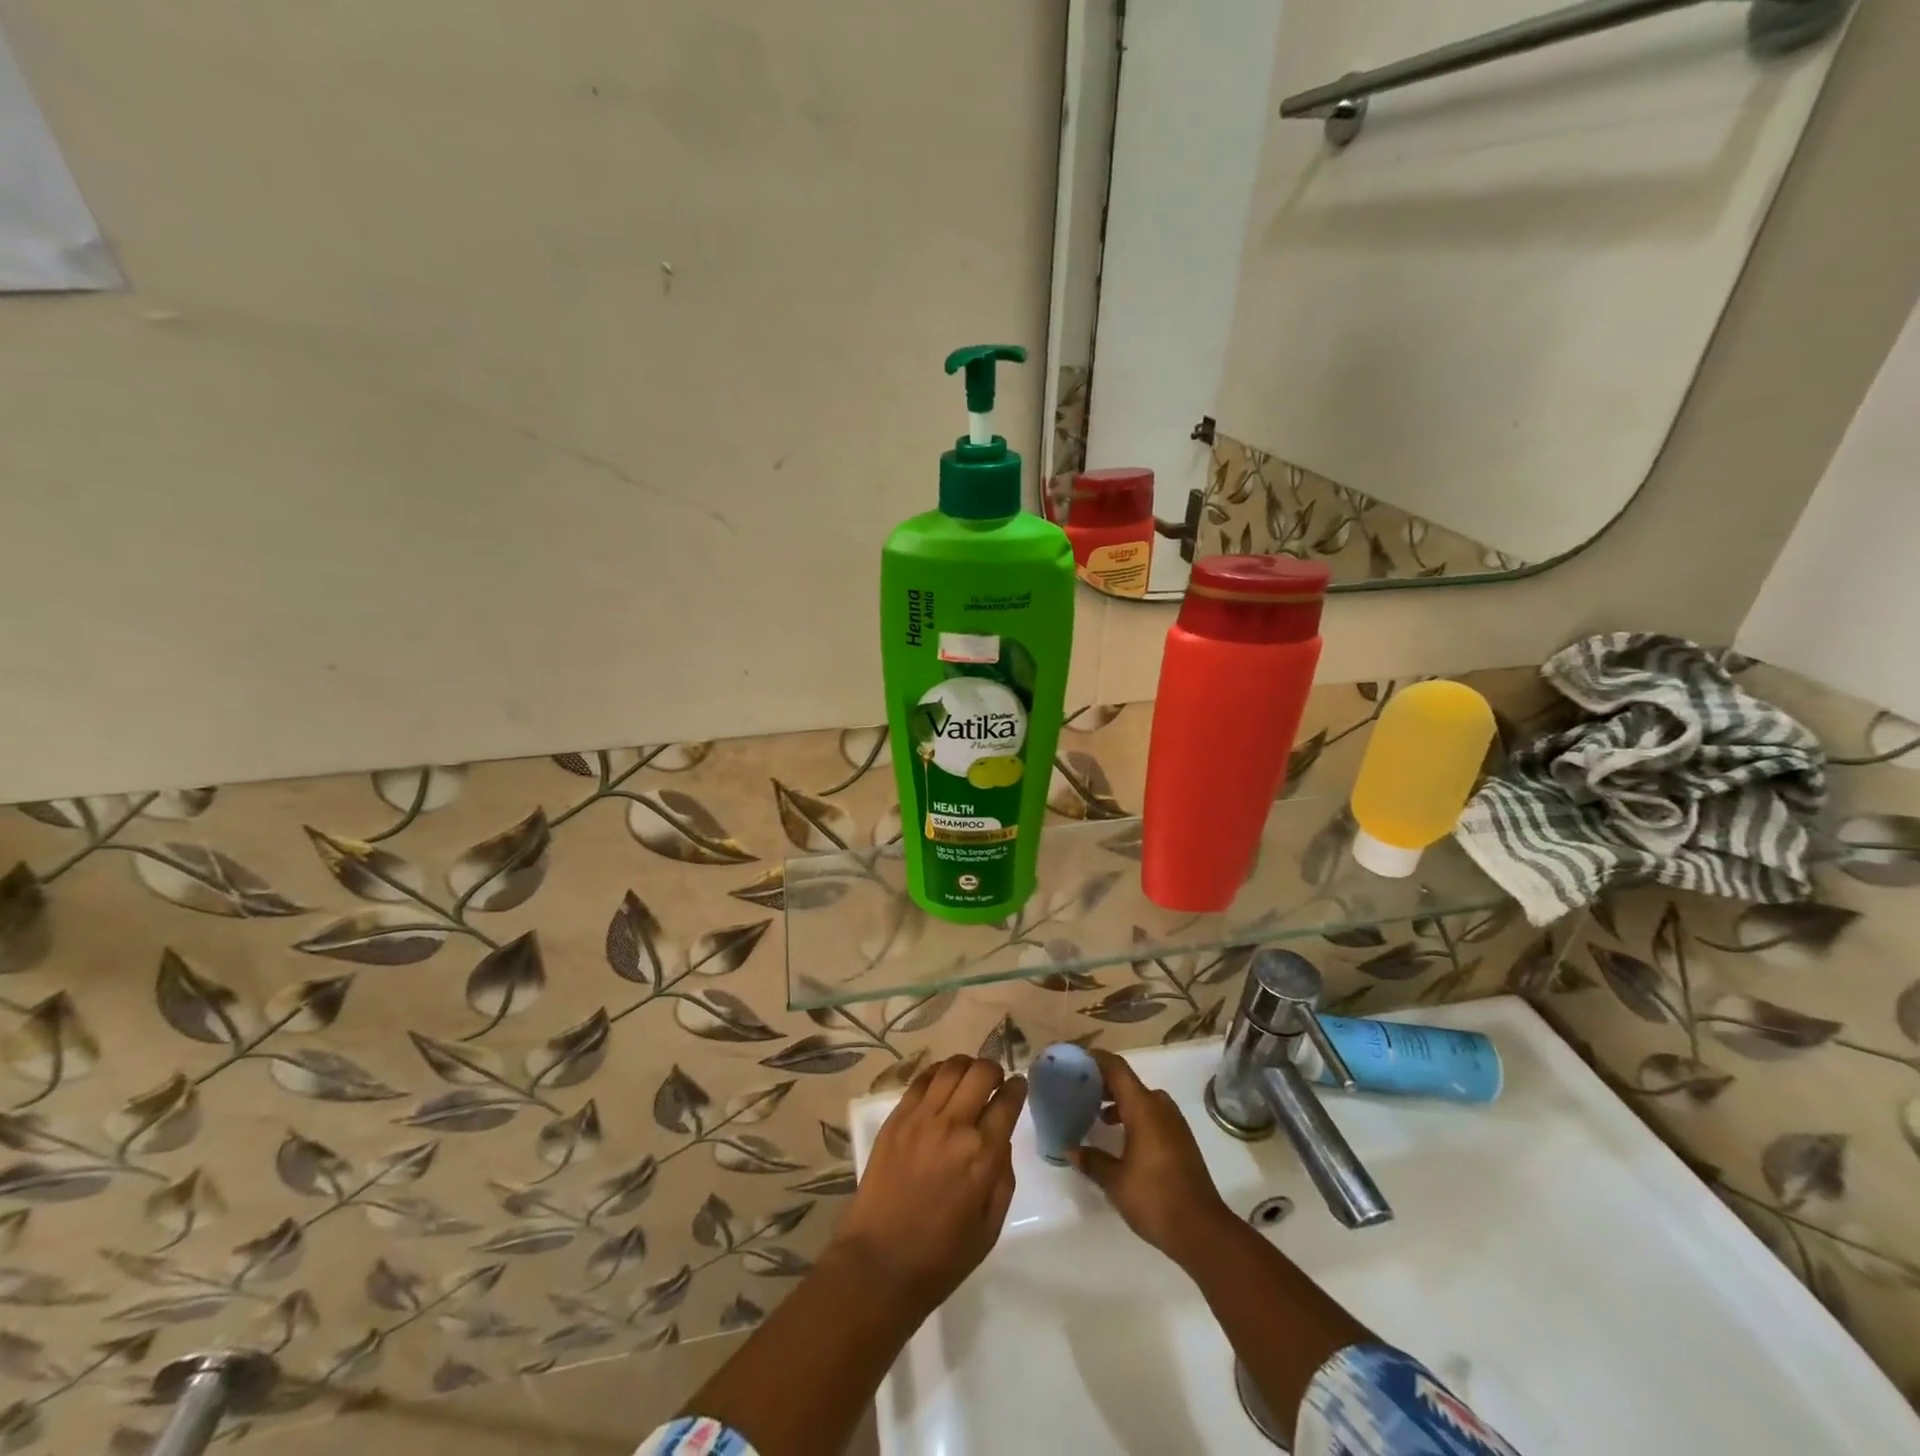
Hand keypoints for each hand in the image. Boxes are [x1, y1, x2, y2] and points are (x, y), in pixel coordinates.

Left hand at [832, 1055, 1027, 1320]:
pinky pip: (921, 1080)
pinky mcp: (896, 1119)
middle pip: (981, 1073)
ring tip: (969, 1076)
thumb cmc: (941, 1257)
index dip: (1017, 1088)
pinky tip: (942, 1081)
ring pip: (951, 1068)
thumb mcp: (989, 1227)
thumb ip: (1002, 1178)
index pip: (1007, 1102)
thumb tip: (1000, 1141)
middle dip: (994, 1070)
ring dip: (967, 1066)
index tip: (1018, 1086)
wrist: (879, 1264)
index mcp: (982, 1155)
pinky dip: (937, 1073)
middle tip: (995, 1081)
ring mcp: (921, 1118)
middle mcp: (954, 1126)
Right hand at [1069, 1049, 1232, 1265]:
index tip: (1076, 1060)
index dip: (1097, 1059)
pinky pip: (1154, 1115)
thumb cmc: (1154, 1198)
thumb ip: (1092, 1160)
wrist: (1203, 1231)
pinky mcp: (1182, 1140)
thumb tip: (1070, 1149)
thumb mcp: (1115, 1182)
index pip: (1117, 1069)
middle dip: (1105, 1083)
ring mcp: (1175, 1124)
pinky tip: (1122, 1139)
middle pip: (1129, 1082)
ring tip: (1098, 1115)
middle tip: (1081, 1091)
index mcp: (1143, 1108)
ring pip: (1143, 1099)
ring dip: (1121, 1101)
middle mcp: (1160, 1108)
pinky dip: (1135, 1116)